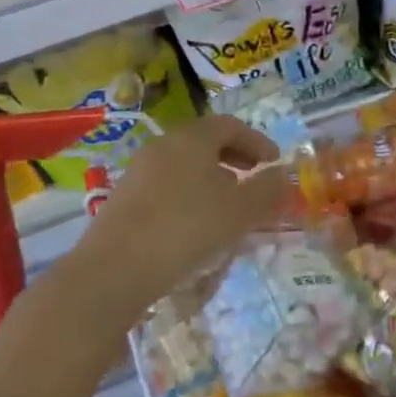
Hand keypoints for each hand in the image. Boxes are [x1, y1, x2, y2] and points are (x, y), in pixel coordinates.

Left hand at [76, 115, 290, 301]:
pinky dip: (189, 195)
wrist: (112, 271)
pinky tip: (195, 226)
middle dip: (235, 158)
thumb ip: (267, 190)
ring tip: (228, 206)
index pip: (231, 125)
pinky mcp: (124, 199)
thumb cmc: (185, 229)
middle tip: (254, 178)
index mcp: (192, 138)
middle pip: (205, 141)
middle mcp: (163, 145)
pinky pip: (167, 185)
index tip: (274, 163)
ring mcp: (139, 171)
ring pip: (185, 164)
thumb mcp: (239, 211)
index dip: (257, 141)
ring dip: (212, 178)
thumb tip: (283, 174)